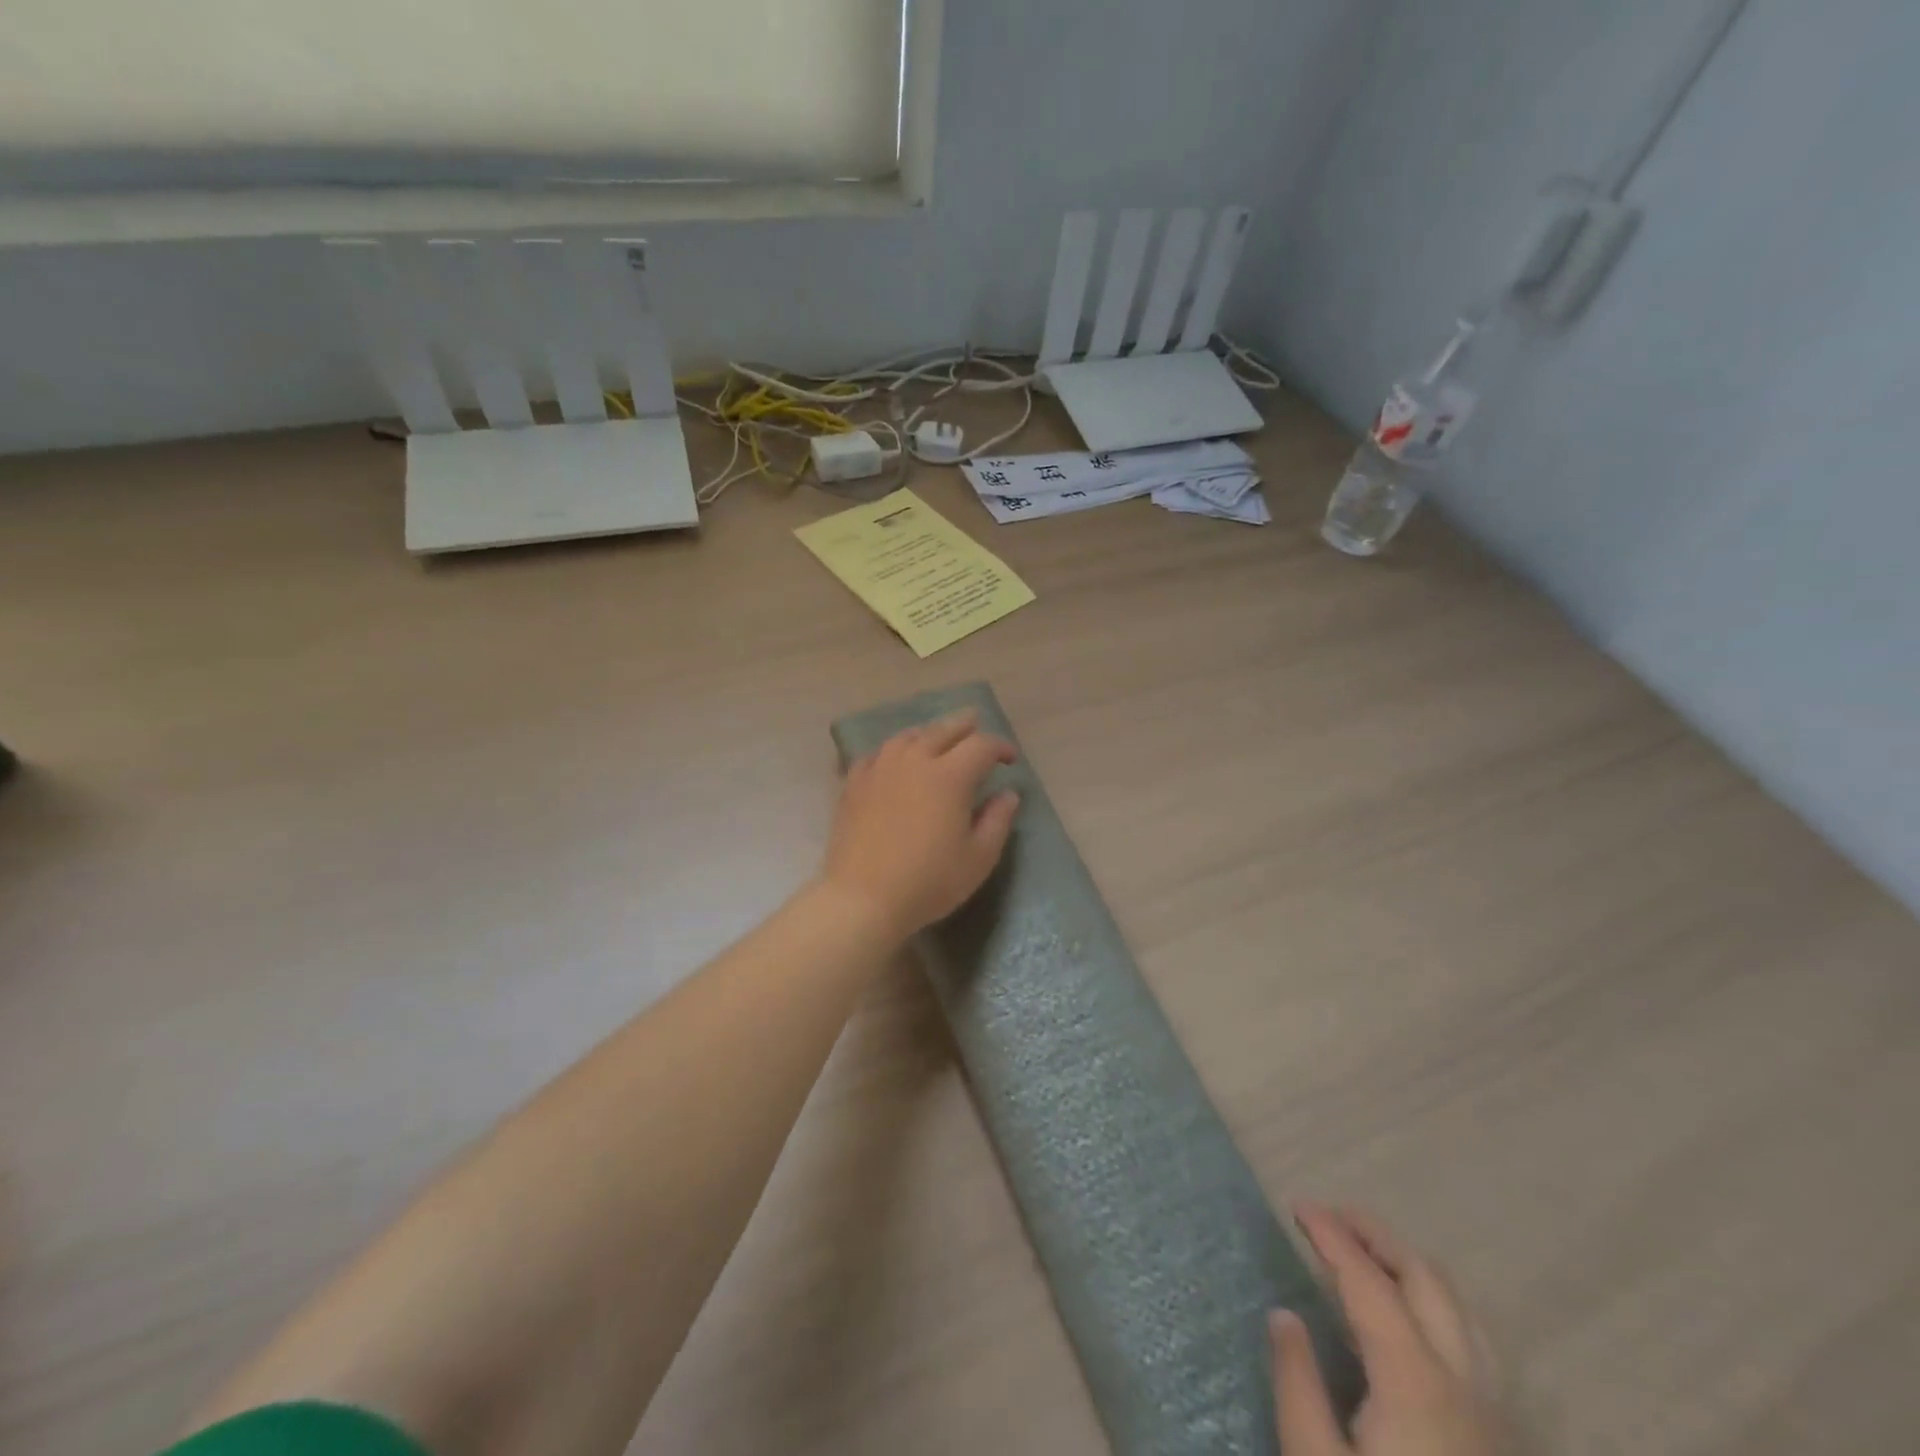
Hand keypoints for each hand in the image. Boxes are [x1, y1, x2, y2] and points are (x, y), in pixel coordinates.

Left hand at [821, 710, 1020, 941]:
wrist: (863, 898)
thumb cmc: (929, 881)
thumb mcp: (978, 858)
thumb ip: (997, 820)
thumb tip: (1008, 794)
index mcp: (950, 775)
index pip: (981, 746)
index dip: (1000, 747)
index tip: (1010, 760)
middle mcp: (915, 760)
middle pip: (943, 730)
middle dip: (964, 725)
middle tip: (976, 723)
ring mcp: (880, 769)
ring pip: (908, 736)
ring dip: (928, 732)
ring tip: (937, 736)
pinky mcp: (854, 784)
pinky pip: (877, 754)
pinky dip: (893, 750)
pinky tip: (894, 758)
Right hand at [1273, 1203, 1505, 1455]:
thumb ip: (1298, 1384)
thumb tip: (1284, 1314)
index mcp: (1415, 1381)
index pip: (1367, 1280)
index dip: (1331, 1234)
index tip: (1297, 1207)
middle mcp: (1465, 1382)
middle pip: (1425, 1278)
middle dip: (1376, 1235)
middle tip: (1330, 1218)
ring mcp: (1495, 1413)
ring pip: (1460, 1308)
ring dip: (1409, 1266)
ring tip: (1366, 1257)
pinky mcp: (1504, 1440)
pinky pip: (1475, 1343)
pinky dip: (1435, 1305)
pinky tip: (1408, 1323)